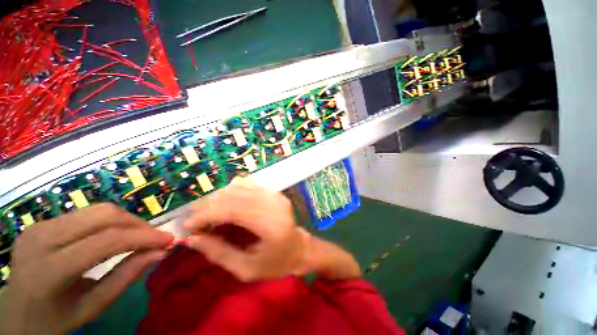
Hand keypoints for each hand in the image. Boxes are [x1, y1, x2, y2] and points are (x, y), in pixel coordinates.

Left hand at [0, 203, 173, 334]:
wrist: (15, 313)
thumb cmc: (56, 319)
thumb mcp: (92, 307)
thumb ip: (126, 277)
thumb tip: (161, 252)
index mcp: (50, 270)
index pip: (107, 241)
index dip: (144, 237)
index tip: (169, 240)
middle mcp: (42, 239)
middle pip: (103, 216)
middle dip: (138, 224)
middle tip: (155, 237)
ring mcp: (39, 226)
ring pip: (96, 210)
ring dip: (126, 221)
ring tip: (138, 236)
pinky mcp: (41, 222)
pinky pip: (85, 214)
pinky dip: (109, 222)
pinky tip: (113, 235)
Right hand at [183, 178, 306, 281]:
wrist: (300, 248)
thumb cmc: (276, 263)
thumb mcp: (246, 269)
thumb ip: (219, 253)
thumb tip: (191, 239)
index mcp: (270, 224)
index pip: (232, 209)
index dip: (206, 214)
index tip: (187, 226)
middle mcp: (273, 203)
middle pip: (234, 195)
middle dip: (208, 206)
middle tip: (196, 222)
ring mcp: (275, 194)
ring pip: (239, 186)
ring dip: (219, 199)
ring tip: (210, 215)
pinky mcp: (274, 192)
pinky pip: (248, 184)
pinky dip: (232, 192)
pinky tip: (228, 205)